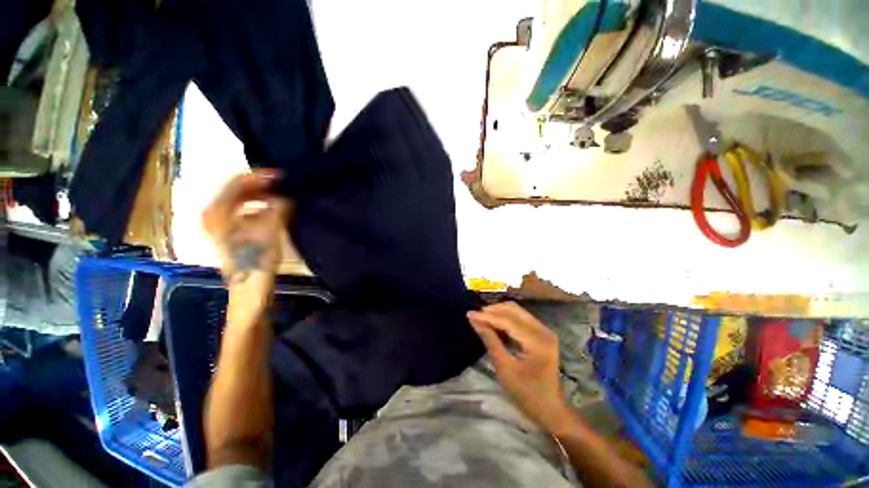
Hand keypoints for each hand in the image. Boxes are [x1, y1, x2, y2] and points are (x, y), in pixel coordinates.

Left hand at [202, 171, 289, 291]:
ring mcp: (220, 225)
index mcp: (218, 211)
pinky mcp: (230, 234)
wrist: (249, 289)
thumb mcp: (269, 231)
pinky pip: (243, 211)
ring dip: (260, 196)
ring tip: (280, 196)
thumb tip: (286, 197)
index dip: (259, 176)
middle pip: (237, 190)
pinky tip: (272, 211)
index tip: (281, 175)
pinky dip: (258, 207)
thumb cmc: (255, 259)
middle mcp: (214, 214)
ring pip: (240, 201)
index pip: (236, 182)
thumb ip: (277, 209)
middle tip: (282, 185)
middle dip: (260, 186)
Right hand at [467, 302, 572, 434]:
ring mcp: (545, 331)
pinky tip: (495, 324)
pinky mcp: (543, 333)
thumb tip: (474, 320)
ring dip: (499, 312)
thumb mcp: (504, 368)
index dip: (487, 316)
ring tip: (483, 319)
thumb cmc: (526, 394)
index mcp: (537, 341)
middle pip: (514, 310)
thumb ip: (490, 340)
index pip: (508, 320)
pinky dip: (507, 318)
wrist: (550, 410)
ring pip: (517, 311)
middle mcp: (543, 330)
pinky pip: (521, 318)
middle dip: (493, 311)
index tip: (469, 314)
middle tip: (476, 316)